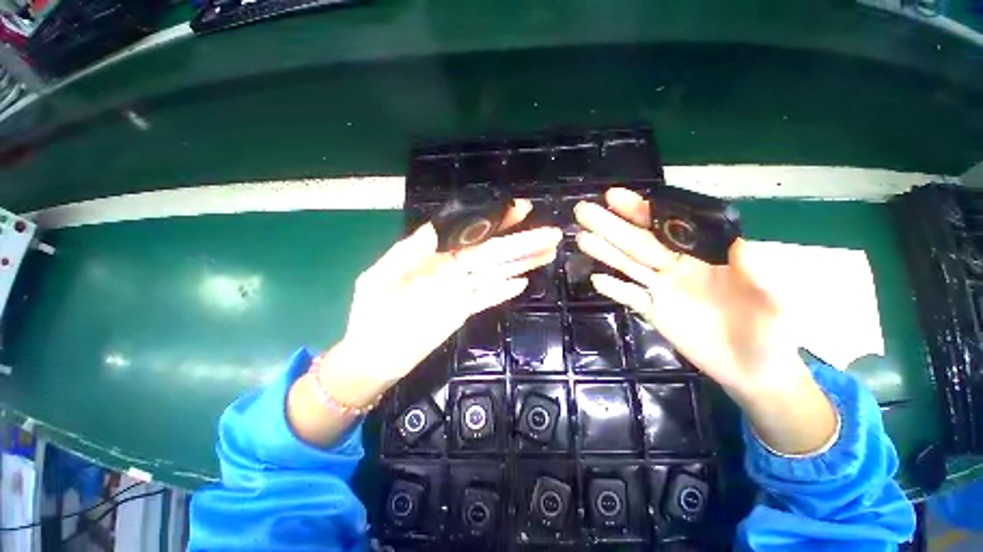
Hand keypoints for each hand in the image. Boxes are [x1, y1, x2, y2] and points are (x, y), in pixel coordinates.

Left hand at [329, 200, 561, 403]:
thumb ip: (406, 253)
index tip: (521, 209)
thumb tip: (434, 229)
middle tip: (551, 233)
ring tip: (548, 252)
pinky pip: (487, 298)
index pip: (472, 235)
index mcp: (435, 257)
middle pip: (493, 253)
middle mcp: (453, 270)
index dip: (496, 222)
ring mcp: (461, 292)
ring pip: (496, 273)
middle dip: (522, 242)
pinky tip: (523, 283)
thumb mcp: (379, 278)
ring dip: (522, 263)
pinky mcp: (463, 312)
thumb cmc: (371, 314)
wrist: (372, 355)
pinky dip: (503, 291)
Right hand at [575, 188, 836, 454]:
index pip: (666, 226)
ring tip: (581, 237)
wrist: (754, 370)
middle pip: (637, 242)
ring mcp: (660, 289)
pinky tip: (596, 278)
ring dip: (604, 251)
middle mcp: (675, 266)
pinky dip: (613, 289)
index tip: (614, 197)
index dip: (640, 210)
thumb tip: (742, 243)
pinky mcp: (651, 312)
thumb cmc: (772, 332)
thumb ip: (760, 273)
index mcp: (702, 254)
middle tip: (582, 210)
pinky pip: (628, 297)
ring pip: (627, 265)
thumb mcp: (778, 301)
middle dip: (610, 225)